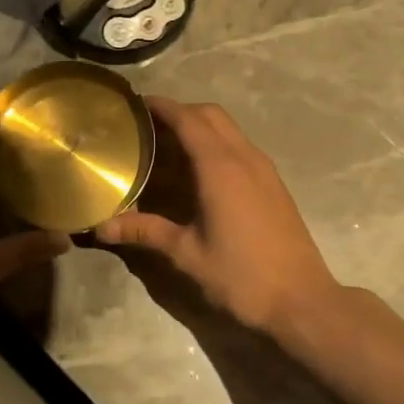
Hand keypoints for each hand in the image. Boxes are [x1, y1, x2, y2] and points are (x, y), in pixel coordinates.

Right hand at [94, 98, 340, 339]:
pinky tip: (201, 173)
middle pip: (211, 115)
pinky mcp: (274, 184)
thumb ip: (145, 231)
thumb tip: (101, 227)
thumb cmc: (241, 276)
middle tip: (149, 127)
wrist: (301, 300)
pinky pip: (242, 147)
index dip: (162, 107)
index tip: (136, 103)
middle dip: (181, 112)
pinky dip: (218, 144)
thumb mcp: (187, 254)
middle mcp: (245, 157)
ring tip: (169, 146)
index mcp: (220, 167)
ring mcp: (264, 169)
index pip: (188, 119)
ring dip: (201, 127)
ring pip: (230, 129)